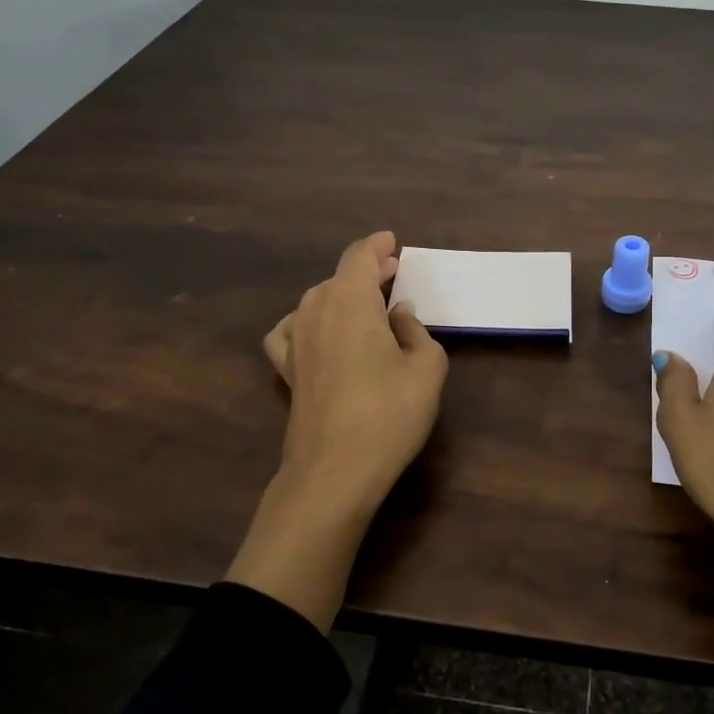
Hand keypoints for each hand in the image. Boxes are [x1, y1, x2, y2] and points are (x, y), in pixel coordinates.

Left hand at [262, 230, 448, 503]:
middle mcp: (316, 311)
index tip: (392, 242)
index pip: (359, 257)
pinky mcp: (287, 370)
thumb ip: (417, 331)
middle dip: (365, 271)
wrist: (334, 471)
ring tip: (364, 303)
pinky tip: (318, 332)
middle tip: (390, 273)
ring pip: (316, 300)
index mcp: (351, 301)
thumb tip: (399, 314)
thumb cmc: (389, 415)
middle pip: (338, 277)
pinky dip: (307, 321)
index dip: (377, 246)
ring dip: (341, 294)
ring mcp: (295, 340)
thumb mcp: (427, 369)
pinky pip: (291, 329)